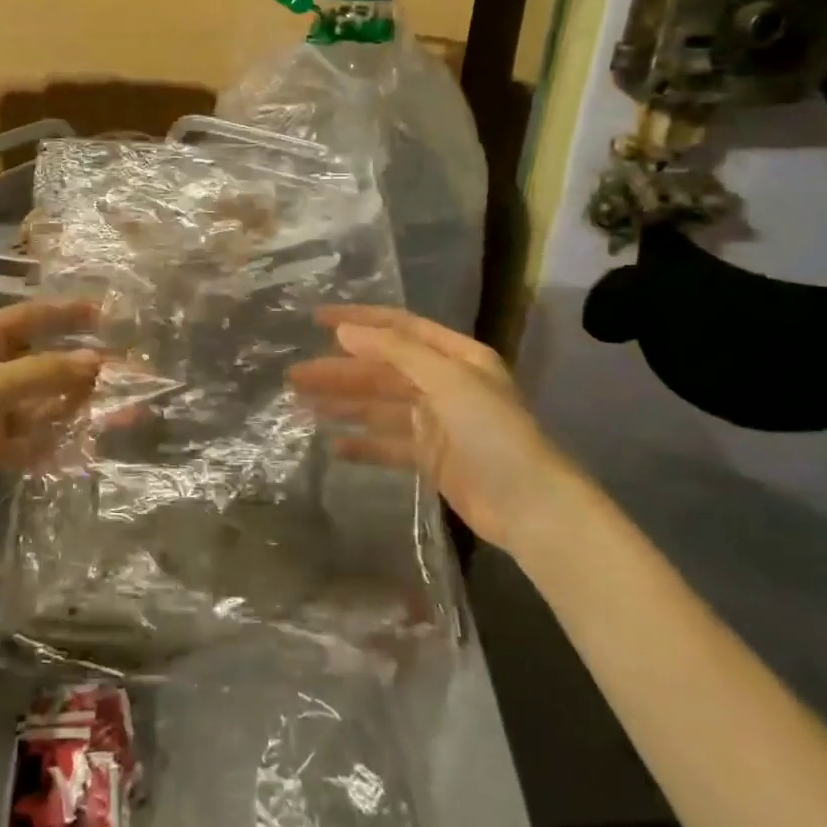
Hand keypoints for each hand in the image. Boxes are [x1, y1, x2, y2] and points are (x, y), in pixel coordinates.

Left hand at [0, 301, 100, 540]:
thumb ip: (45, 372)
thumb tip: (98, 361)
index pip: (28, 316)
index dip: (66, 313)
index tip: (106, 313)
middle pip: (39, 361)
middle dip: (78, 366)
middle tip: (122, 371)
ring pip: (39, 401)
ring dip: (73, 405)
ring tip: (118, 411)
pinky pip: (29, 436)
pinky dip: (53, 439)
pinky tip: (84, 445)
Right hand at [288, 305, 576, 551]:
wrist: (532, 507)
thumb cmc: (493, 432)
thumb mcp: (447, 380)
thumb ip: (394, 353)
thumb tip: (344, 332)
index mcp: (455, 356)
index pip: (398, 328)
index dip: (357, 321)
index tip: (315, 319)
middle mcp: (445, 384)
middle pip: (382, 369)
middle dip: (339, 370)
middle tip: (295, 375)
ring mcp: (437, 422)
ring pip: (379, 406)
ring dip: (343, 404)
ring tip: (300, 405)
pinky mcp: (431, 459)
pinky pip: (388, 444)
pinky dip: (362, 444)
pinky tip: (333, 445)